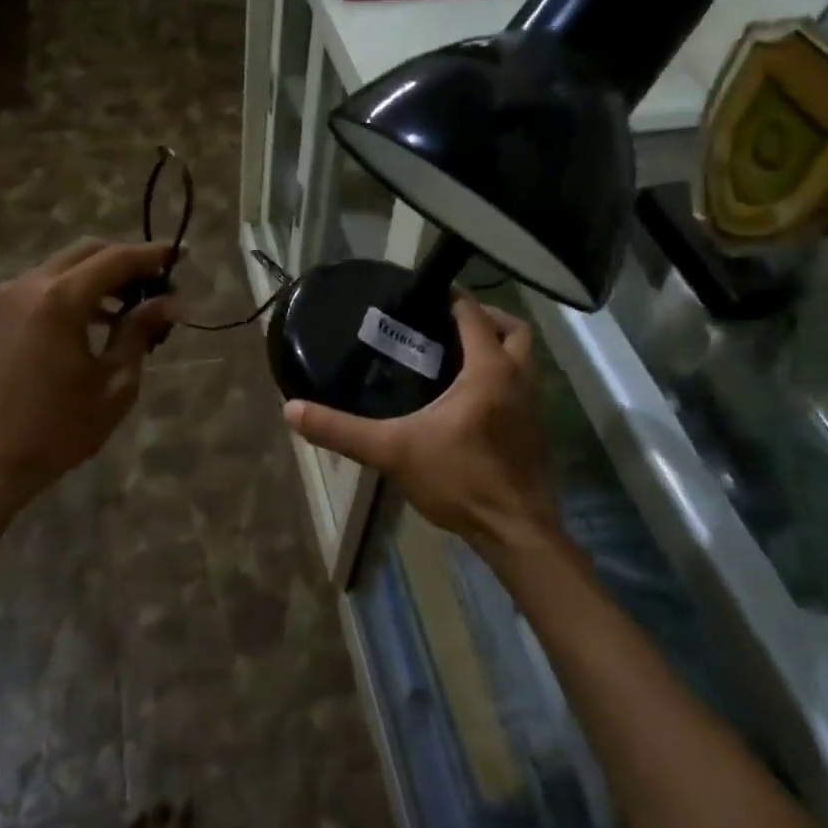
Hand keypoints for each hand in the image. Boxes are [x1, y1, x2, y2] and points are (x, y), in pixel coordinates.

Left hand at [0, 238, 176, 537]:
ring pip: (65, 267)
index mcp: (61, 298)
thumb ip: (139, 333)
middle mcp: (30, 284)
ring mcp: (9, 299)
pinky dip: (77, 292)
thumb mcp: (114, 384)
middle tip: (159, 282)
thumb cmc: (56, 430)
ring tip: (135, 307)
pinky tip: (100, 321)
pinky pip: (46, 287)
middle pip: (87, 252)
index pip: (116, 259)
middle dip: (126, 260)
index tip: (181, 255)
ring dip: (101, 276)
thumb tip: (168, 301)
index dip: (152, 255)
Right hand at [284, 297, 561, 559]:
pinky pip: (523, 386)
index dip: (450, 298)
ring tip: (455, 358)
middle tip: (446, 325)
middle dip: (484, 318)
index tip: (422, 294)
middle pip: (513, 329)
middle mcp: (520, 379)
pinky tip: (470, 400)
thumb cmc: (460, 481)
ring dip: (497, 348)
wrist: (515, 533)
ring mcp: (534, 406)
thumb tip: (292, 410)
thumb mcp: (392, 451)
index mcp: (490, 370)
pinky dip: (502, 378)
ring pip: (523, 358)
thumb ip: (342, 429)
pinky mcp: (536, 430)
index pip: (473, 315)